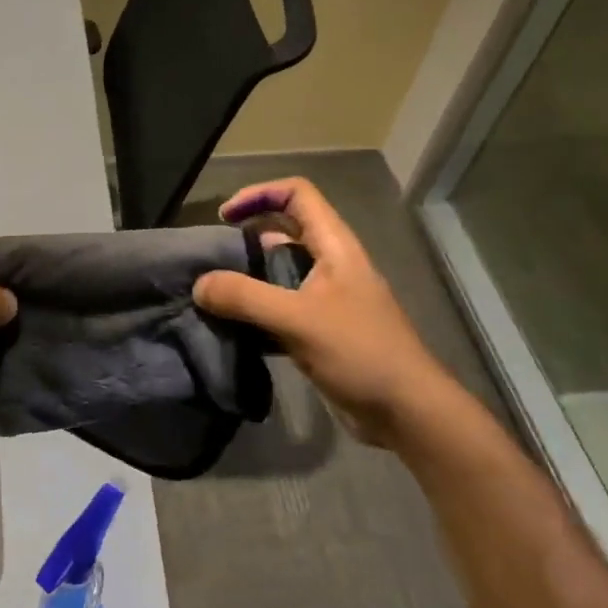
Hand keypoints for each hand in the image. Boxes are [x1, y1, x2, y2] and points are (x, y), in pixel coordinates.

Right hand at [192, 178, 467, 446]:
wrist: (407, 413)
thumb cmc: (360, 353)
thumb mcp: (297, 320)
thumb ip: (244, 298)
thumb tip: (199, 284)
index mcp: (334, 246)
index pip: (297, 194)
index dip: (259, 194)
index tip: (225, 217)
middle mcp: (331, 264)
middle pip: (285, 229)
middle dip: (246, 235)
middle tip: (213, 256)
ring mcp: (328, 298)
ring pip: (281, 270)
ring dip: (248, 275)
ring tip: (215, 292)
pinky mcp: (321, 329)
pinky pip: (281, 306)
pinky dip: (256, 309)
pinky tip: (233, 326)